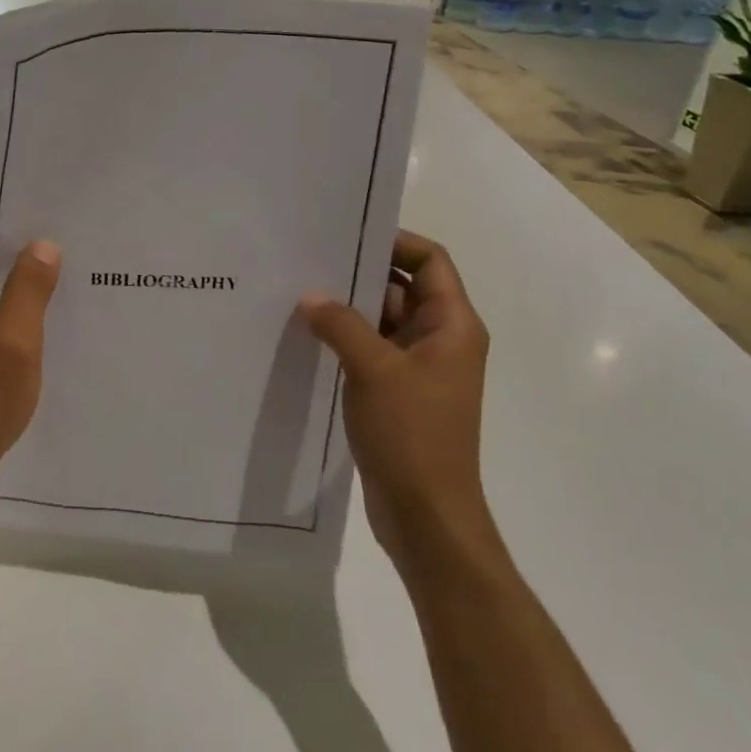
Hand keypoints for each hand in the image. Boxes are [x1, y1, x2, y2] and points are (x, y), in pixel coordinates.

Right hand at [300, 231, 492, 563]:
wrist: (427, 516)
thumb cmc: (413, 435)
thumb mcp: (374, 370)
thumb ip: (341, 325)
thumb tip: (310, 296)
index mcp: (452, 326)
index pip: (430, 261)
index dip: (395, 242)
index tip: (347, 235)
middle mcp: (440, 340)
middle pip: (402, 288)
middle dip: (359, 274)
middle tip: (309, 259)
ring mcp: (418, 368)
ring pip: (382, 320)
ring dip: (347, 309)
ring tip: (298, 292)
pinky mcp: (397, 392)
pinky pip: (370, 350)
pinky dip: (344, 339)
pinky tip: (307, 335)